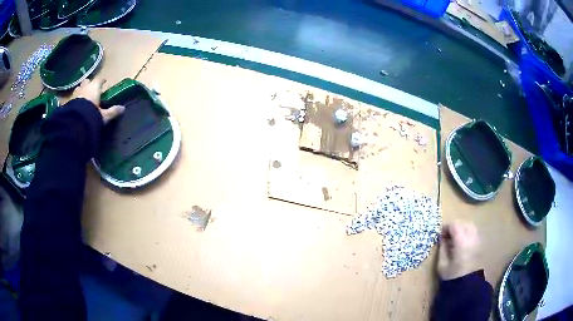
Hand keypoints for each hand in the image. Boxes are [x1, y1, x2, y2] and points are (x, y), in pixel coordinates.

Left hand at [73, 78, 124, 123]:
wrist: (75, 123)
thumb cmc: (91, 115)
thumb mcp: (104, 116)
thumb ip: (112, 111)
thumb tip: (123, 108)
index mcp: (94, 87)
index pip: (99, 80)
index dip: (102, 81)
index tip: (104, 83)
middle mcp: (85, 87)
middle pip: (87, 81)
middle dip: (89, 84)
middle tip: (91, 89)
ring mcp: (76, 93)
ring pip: (79, 88)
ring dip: (81, 90)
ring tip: (82, 96)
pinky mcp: (68, 102)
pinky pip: (72, 98)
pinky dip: (74, 100)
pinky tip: (75, 105)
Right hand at [437, 220, 480, 279]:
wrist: (467, 285)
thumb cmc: (452, 275)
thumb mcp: (442, 264)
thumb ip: (442, 248)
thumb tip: (441, 237)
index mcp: (461, 241)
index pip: (454, 225)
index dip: (446, 227)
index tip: (440, 233)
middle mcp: (471, 237)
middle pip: (463, 223)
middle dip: (454, 226)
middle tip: (446, 235)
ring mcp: (477, 240)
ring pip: (470, 225)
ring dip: (461, 228)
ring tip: (455, 238)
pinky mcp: (480, 244)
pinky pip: (474, 232)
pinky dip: (467, 232)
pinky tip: (462, 242)